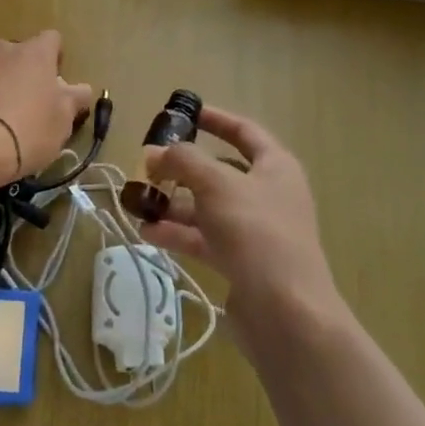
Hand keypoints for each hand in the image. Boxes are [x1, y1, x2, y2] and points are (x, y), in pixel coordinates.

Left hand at [0, 31, 94, 179]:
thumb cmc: (26, 132)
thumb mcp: (62, 122)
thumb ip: (74, 98)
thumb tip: (80, 89)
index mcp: (35, 53)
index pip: (51, 40)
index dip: (53, 59)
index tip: (50, 83)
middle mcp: (2, 47)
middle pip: (15, 53)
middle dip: (18, 72)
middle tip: (18, 105)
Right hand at [139, 105, 340, 349]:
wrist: (286, 312)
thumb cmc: (255, 232)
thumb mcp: (216, 184)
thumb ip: (182, 161)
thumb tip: (153, 153)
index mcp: (275, 167)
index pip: (244, 131)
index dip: (215, 119)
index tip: (183, 113)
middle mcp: (268, 194)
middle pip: (220, 171)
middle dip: (183, 169)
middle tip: (149, 166)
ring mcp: (255, 231)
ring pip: (208, 207)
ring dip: (174, 203)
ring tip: (138, 203)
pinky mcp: (242, 262)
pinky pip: (205, 238)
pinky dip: (178, 233)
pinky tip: (148, 233)